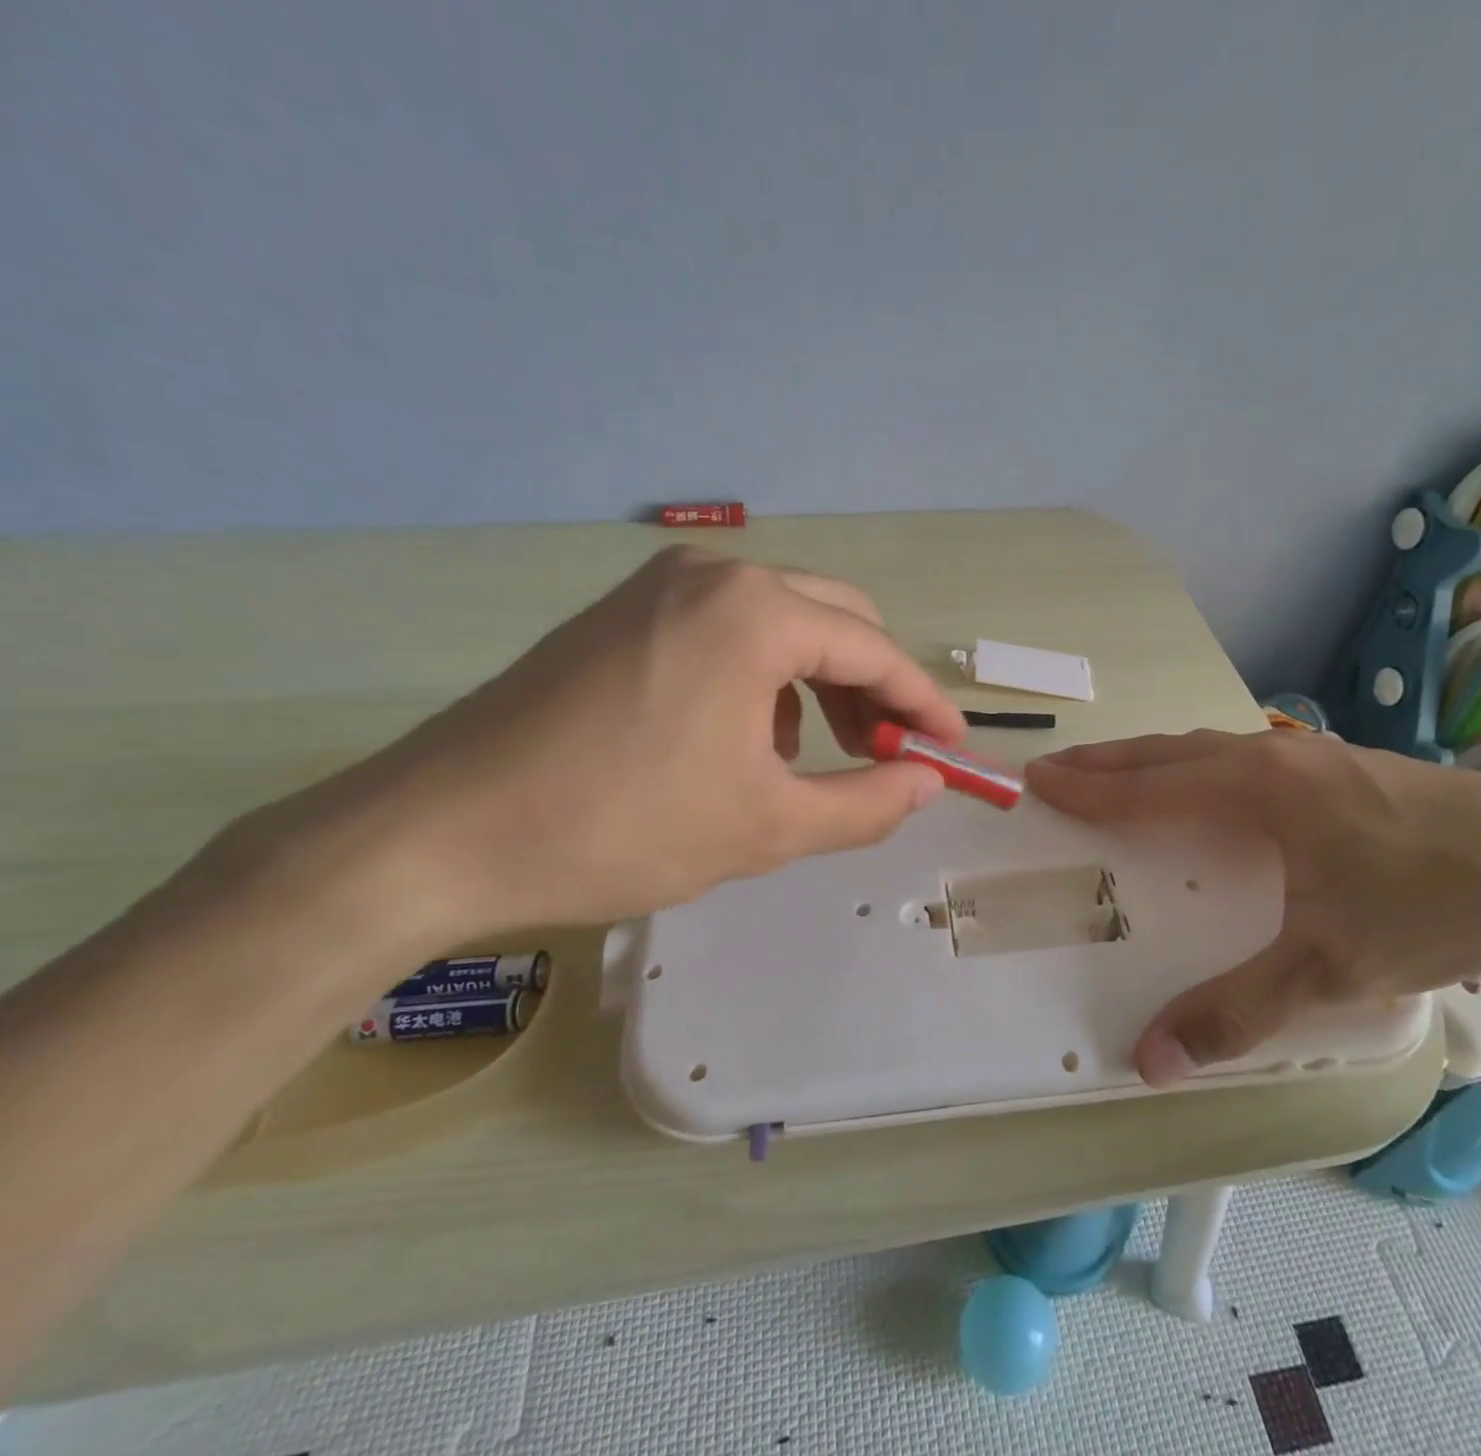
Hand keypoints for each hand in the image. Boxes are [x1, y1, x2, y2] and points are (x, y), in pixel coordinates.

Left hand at [277, 546, 964, 938]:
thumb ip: (865, 801)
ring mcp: (659, 585)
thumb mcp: (766, 827)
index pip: (874, 648)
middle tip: (882, 752)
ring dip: (817, 680)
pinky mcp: (622, 613)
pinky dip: (761, 675)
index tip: (950, 745)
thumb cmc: (621, 827)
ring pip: (781, 619)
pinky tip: (739, 737)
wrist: (440, 833)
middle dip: (871, 685)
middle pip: (835, 616)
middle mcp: (713, 573)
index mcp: (754, 611)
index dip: (921, 702)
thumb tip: (925, 781)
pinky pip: (726, 628)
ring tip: (806, 756)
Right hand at [1026, 728, 1480, 1085]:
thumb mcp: (1330, 967)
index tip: (1038, 781)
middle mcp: (1273, 758)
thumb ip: (1236, 1011)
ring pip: (1205, 747)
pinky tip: (1204, 782)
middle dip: (1106, 761)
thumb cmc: (1433, 901)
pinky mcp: (1339, 766)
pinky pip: (1239, 754)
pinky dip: (1194, 763)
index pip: (1148, 786)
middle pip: (1167, 752)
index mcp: (1256, 790)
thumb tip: (1150, 1060)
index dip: (1088, 788)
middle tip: (1056, 768)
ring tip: (1112, 772)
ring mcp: (1309, 755)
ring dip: (1151, 759)